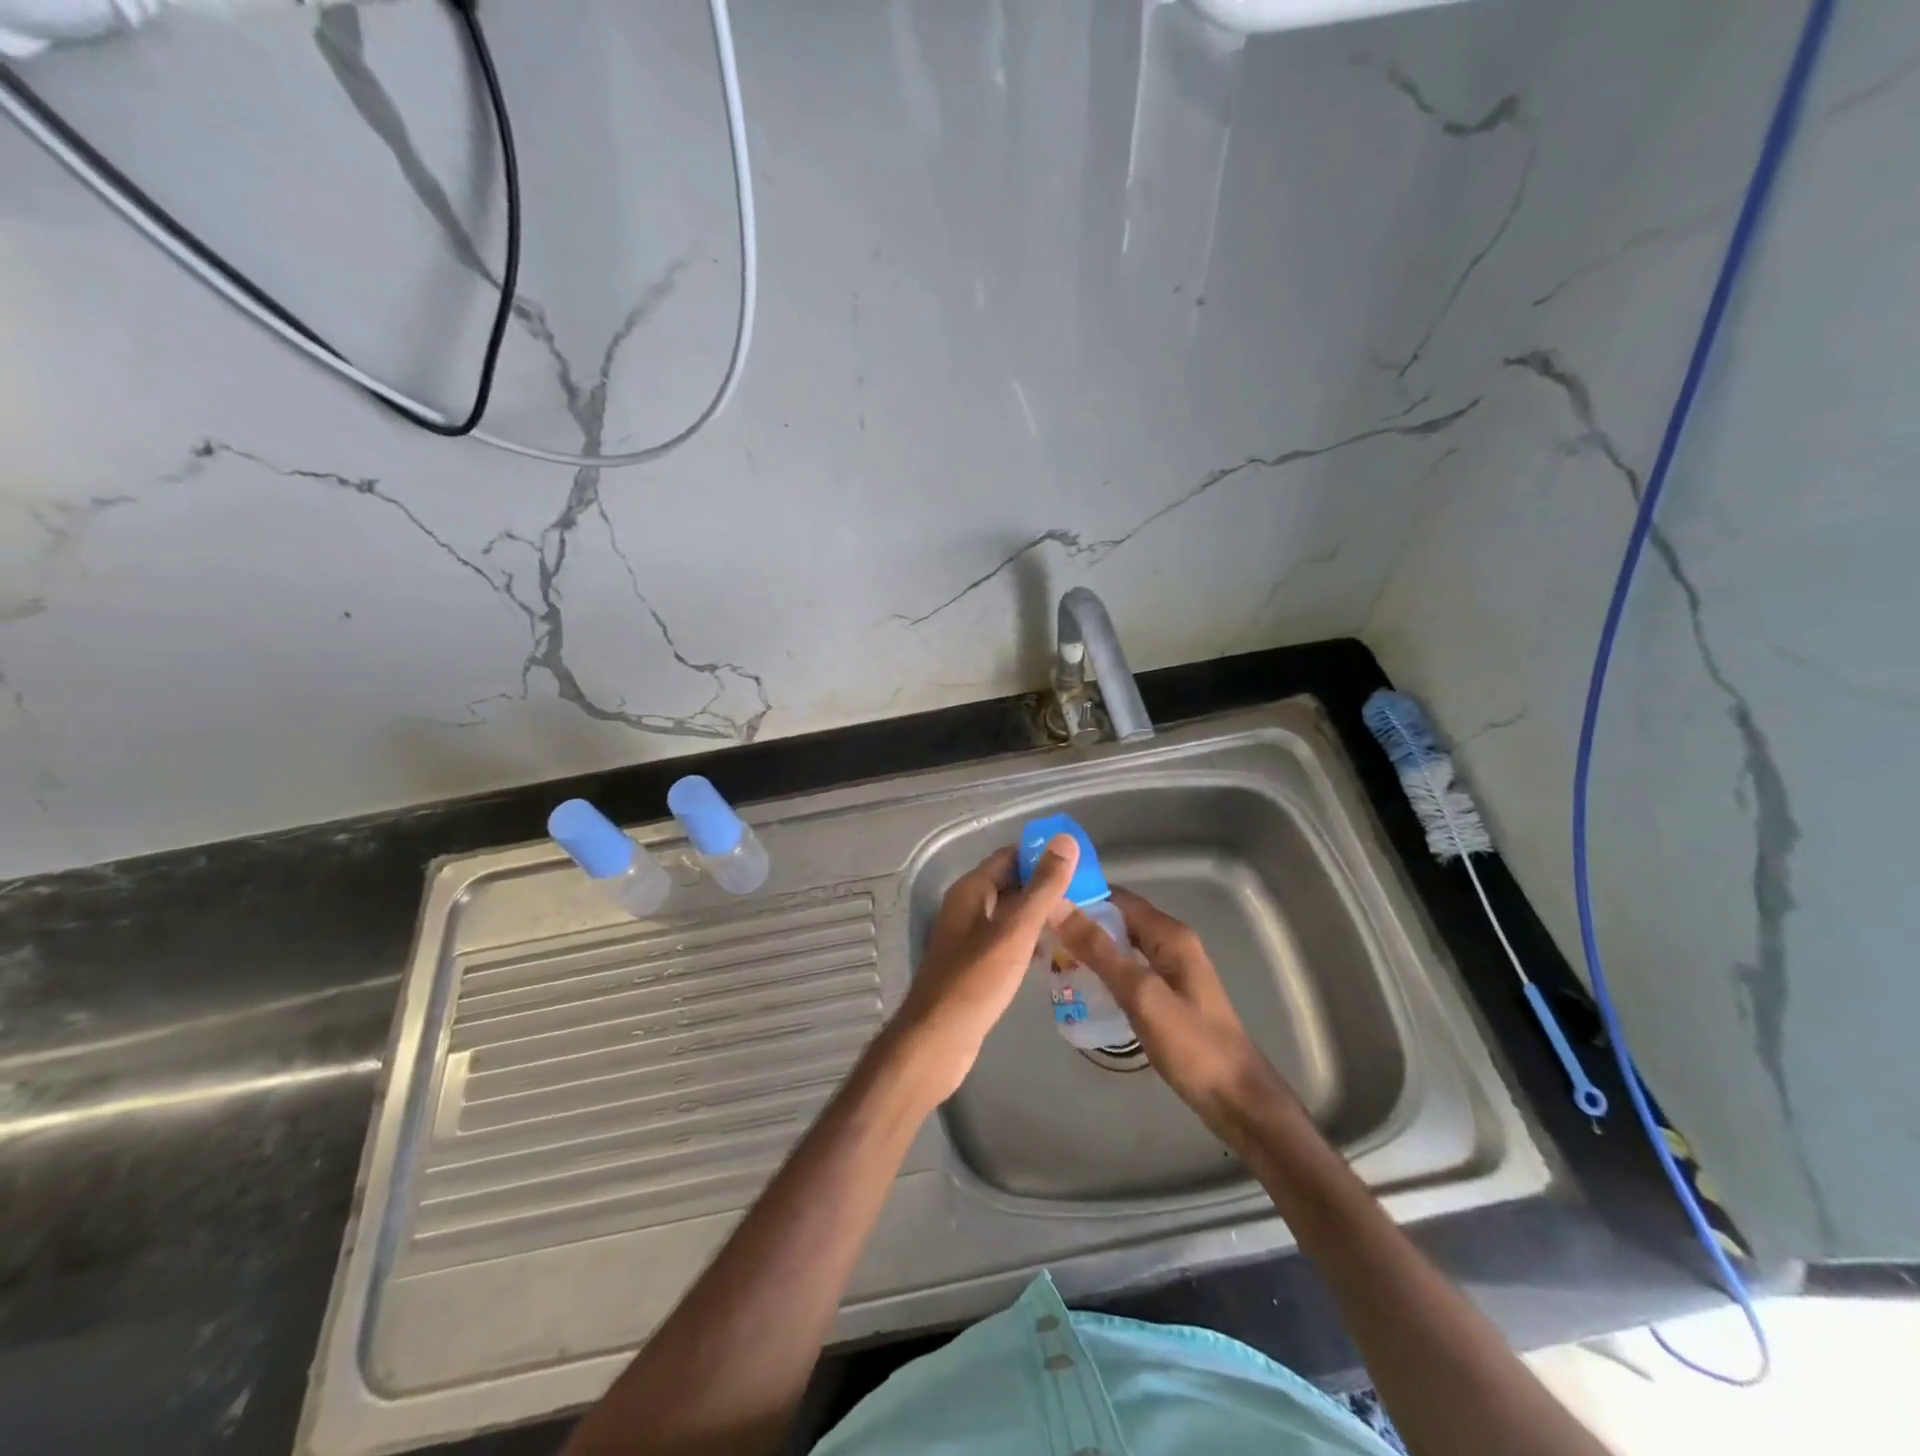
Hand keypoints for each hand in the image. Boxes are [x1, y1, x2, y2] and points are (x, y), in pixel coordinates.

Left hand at [888, 836, 1080, 1104]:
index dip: (1043, 855)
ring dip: (1040, 914)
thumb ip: (1042, 887)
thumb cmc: (976, 980)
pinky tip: (1053, 953)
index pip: (1010, 857)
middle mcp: (968, 908)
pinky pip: (1007, 941)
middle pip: (1011, 884)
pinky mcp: (975, 965)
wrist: (938, 1039)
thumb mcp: (1015, 930)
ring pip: (1010, 915)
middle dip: (1046, 886)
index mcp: (972, 890)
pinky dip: (1029, 941)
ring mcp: (970, 938)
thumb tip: (1066, 840)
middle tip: (1088, 894)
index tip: (1080, 862)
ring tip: (1079, 920)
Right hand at [1056, 888, 1299, 1145]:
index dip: (1081, 897)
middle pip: (1118, 920)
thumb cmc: (1191, 1045)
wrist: (1236, 1099)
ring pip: (1121, 945)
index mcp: (1169, 934)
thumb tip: (1058, 906)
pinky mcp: (1166, 994)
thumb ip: (1099, 950)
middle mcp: (1170, 943)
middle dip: (1081, 924)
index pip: (1117, 897)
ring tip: (1050, 959)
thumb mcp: (1140, 994)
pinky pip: (1128, 969)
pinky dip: (1104, 971)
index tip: (1040, 904)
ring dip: (1089, 948)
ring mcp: (1170, 969)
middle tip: (1039, 936)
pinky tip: (1080, 986)